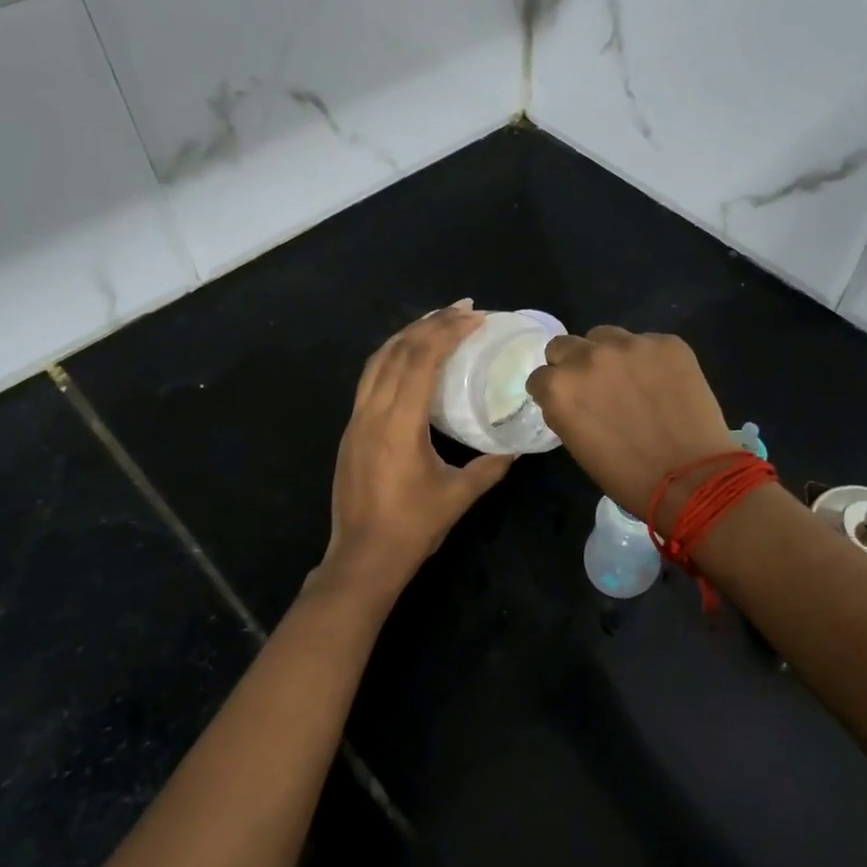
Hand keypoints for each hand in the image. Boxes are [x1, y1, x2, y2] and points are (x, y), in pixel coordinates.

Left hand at [319, 301, 514, 596]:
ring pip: (378, 360)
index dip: (449, 331)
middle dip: (431, 322)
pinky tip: (410, 359)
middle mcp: (372, 412)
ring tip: (437, 321)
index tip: (476, 317)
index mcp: (399, 424)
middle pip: (398, 350)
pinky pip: (370, 379)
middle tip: (464, 309)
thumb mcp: (459, 495)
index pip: (421, 359)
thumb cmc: (413, 527)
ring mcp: (357, 420)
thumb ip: (490, 466)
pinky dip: (392, 357)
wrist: (362, 558)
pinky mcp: (351, 431)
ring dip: (408, 334)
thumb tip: (515, 447)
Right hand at [526, 326, 734, 528]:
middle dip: (573, 364)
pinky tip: (664, 383)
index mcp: (560, 387)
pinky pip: (647, 343)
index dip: (553, 391)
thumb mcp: (578, 446)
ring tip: (631, 380)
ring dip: (609, 354)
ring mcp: (630, 344)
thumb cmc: (628, 477)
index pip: (540, 376)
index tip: (569, 403)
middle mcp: (588, 357)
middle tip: (595, 387)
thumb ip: (566, 411)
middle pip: (565, 345)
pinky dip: (650, 360)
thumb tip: (572, 398)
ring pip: (605, 336)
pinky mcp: (667, 342)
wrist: (692, 478)